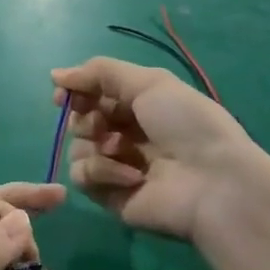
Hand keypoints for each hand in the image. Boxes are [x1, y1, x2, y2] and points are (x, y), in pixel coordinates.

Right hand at [52, 57, 269, 243]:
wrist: (214, 184)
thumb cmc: (187, 125)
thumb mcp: (150, 83)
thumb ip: (100, 73)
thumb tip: (55, 74)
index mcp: (139, 106)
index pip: (93, 95)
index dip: (76, 92)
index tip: (62, 96)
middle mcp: (126, 135)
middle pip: (80, 121)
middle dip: (85, 117)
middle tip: (103, 123)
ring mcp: (117, 167)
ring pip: (77, 148)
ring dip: (94, 144)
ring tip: (121, 149)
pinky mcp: (110, 196)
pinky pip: (84, 177)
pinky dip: (103, 172)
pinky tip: (130, 175)